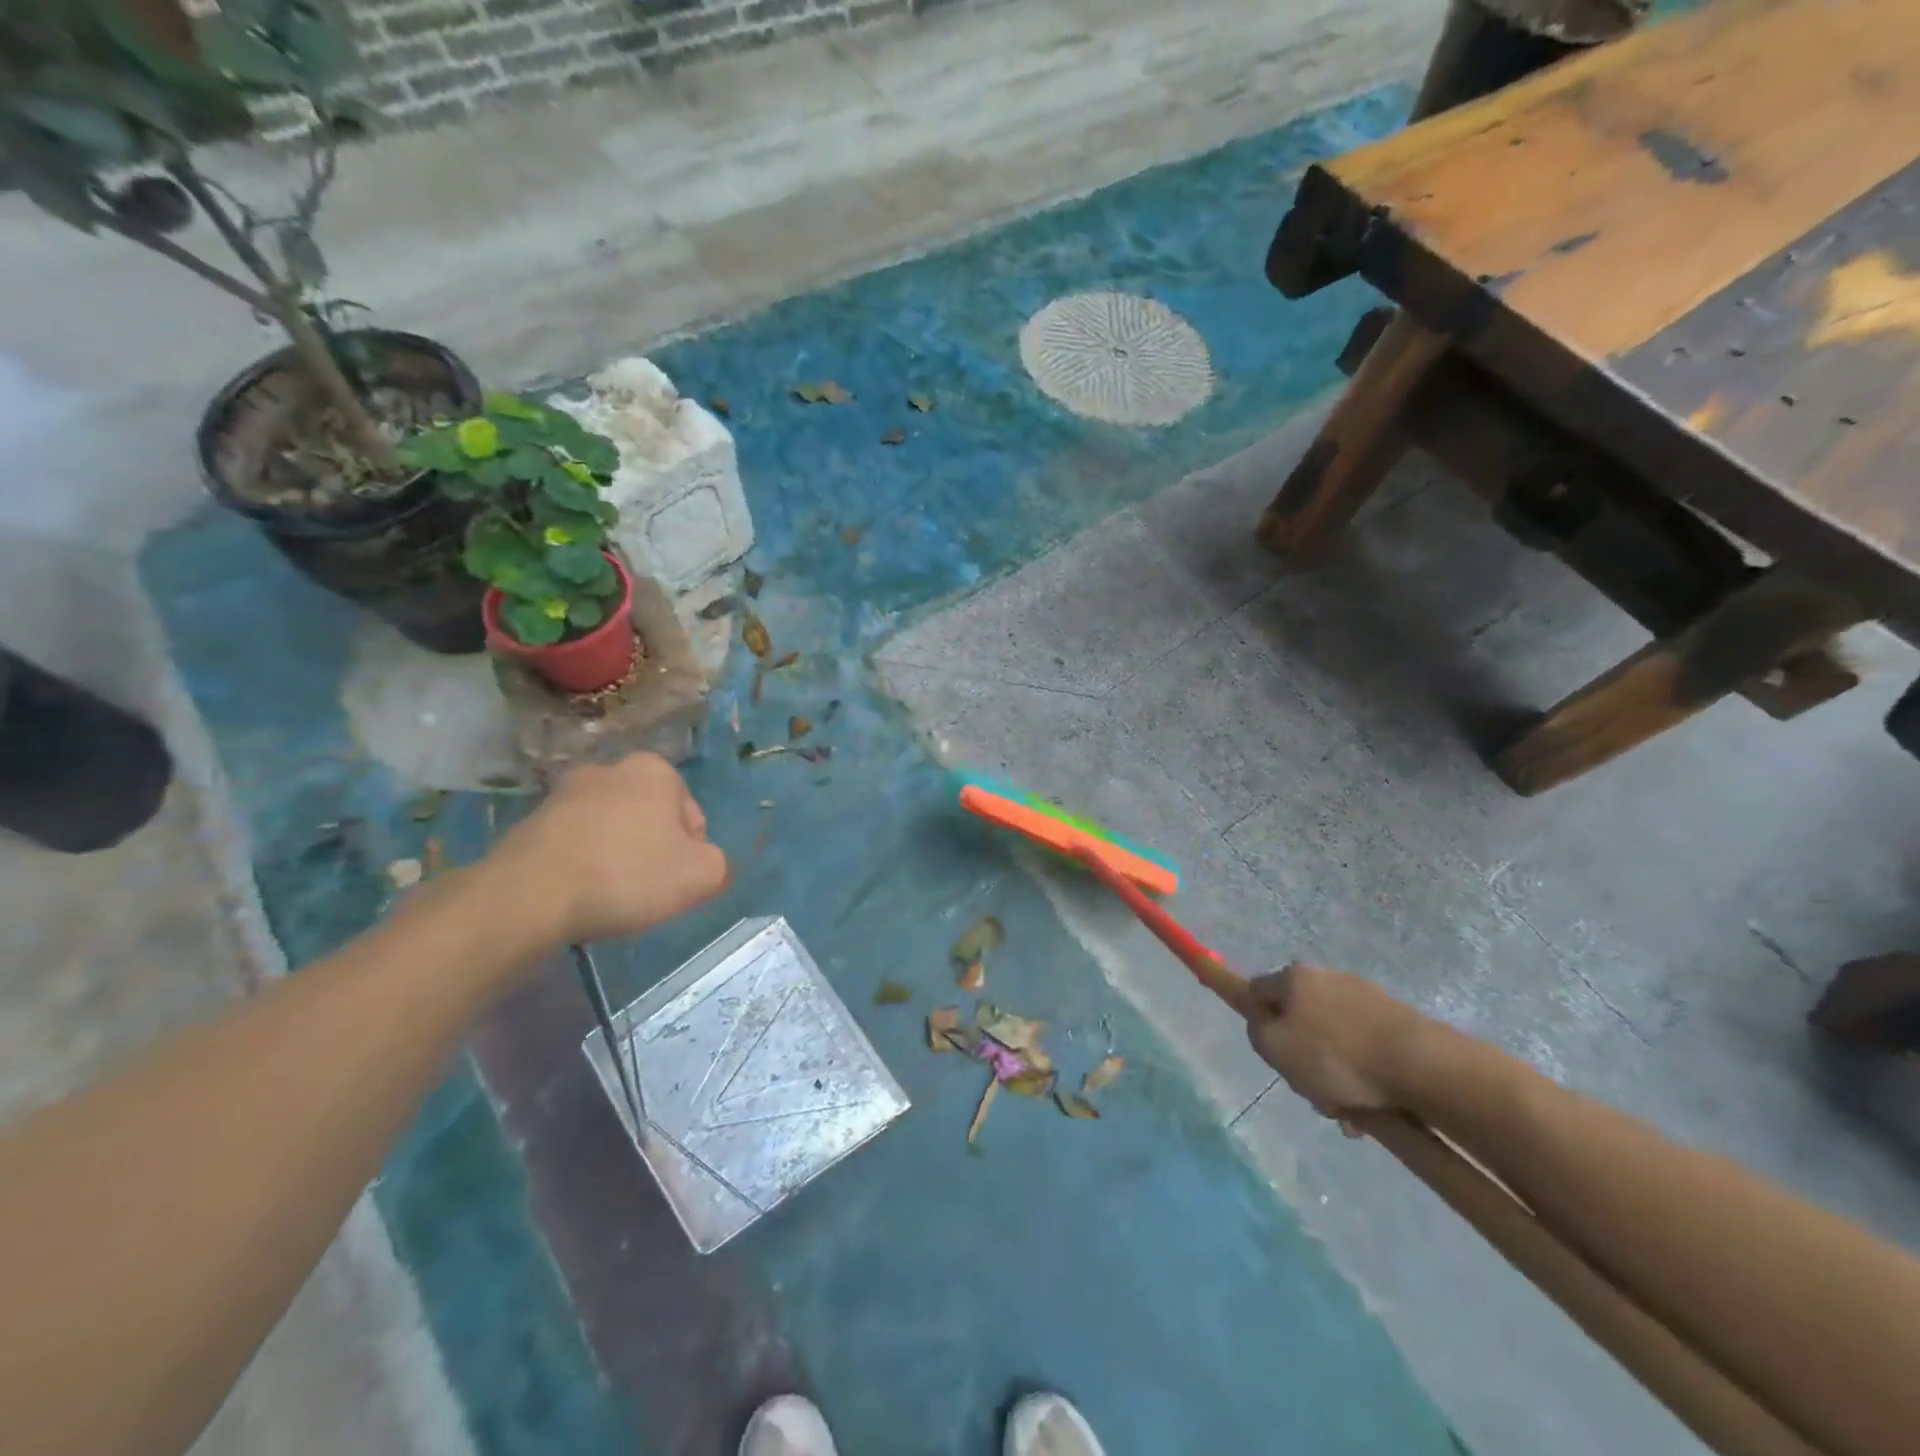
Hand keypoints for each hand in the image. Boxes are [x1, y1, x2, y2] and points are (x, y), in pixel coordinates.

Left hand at [485, 754, 729, 945]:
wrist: (528, 897)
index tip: (673, 880)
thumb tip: (705, 864)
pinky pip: (574, 844)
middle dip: (652, 849)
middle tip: (644, 889)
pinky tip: (577, 894)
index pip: (692, 817)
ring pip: (611, 830)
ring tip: (608, 895)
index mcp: (654, 770)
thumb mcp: (701, 876)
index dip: (691, 853)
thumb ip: (719, 865)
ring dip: (616, 856)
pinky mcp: (530, 821)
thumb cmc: (627, 875)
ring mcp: (564, 793)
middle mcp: (609, 768)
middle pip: (651, 819)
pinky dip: (582, 865)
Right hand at [1245, 964, 1425, 1126]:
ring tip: (1347, 1112)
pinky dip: (1363, 1074)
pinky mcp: (1398, 1020)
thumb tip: (1264, 1023)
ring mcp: (1366, 997)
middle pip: (1300, 1019)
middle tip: (1310, 1090)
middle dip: (1303, 1056)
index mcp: (1295, 977)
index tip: (1271, 1052)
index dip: (1258, 1022)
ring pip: (1335, 1039)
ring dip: (1335, 1073)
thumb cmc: (1336, 1056)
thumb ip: (1257, 1031)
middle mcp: (1328, 977)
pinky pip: (1366, 1048)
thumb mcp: (1276, 1048)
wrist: (1420, 1066)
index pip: (1258, 991)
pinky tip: (1371, 1107)